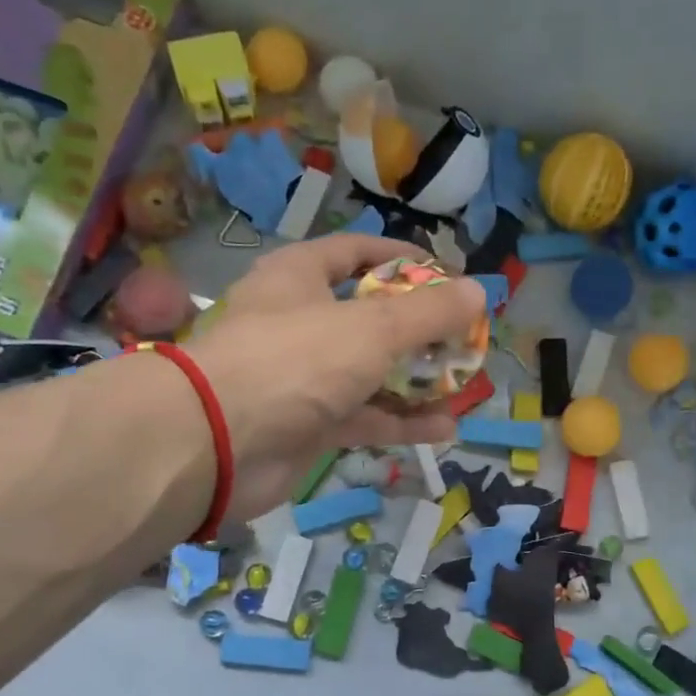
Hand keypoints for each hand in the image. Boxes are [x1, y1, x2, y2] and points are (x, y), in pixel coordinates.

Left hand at [185, 235, 486, 517]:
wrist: (217, 443)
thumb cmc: (294, 361)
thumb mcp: (372, 328)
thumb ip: (428, 313)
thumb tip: (478, 291)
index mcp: (301, 277)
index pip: (357, 251)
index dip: (403, 259)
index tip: (448, 275)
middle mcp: (300, 322)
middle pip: (370, 317)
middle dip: (419, 330)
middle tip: (463, 339)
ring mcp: (303, 377)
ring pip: (370, 373)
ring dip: (416, 381)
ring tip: (463, 387)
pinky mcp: (307, 425)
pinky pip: (363, 417)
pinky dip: (399, 422)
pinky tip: (443, 429)